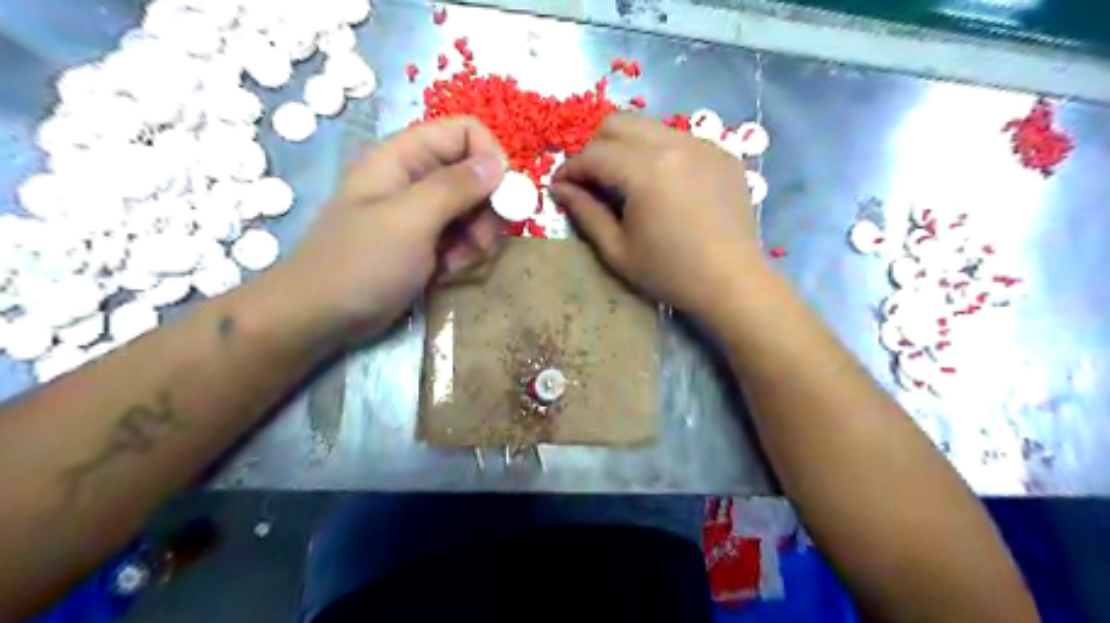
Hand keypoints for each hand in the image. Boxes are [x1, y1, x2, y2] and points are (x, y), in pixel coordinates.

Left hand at [279, 118, 506, 339]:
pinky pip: (463, 237)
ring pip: (475, 210)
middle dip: (487, 210)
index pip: (465, 132)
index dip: (491, 158)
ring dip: (478, 238)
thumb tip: (499, 163)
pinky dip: (464, 255)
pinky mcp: (426, 242)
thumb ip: (455, 187)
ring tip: (457, 263)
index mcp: (404, 157)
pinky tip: (446, 273)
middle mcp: (415, 178)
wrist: (322, 317)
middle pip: (476, 175)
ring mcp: (421, 212)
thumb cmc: (361, 264)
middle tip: (481, 242)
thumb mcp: (410, 221)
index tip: (503, 197)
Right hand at [552, 112, 768, 322]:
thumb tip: (560, 188)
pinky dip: (658, 152)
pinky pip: (678, 138)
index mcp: (646, 171)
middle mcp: (674, 144)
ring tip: (624, 180)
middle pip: (619, 122)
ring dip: (626, 146)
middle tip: (590, 179)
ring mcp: (703, 144)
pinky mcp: (722, 153)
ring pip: (649, 126)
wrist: (733, 282)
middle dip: (595, 147)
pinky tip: (661, 184)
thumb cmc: (670, 273)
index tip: (560, 186)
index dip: (571, 168)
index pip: (594, 154)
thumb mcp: (618, 251)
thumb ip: (586, 213)